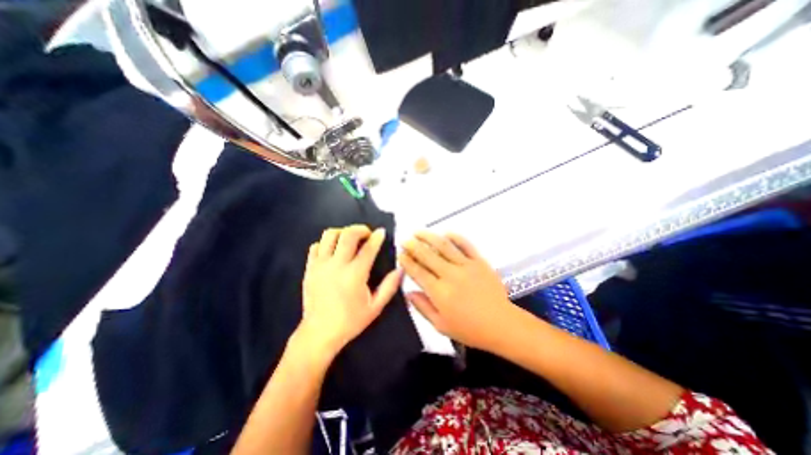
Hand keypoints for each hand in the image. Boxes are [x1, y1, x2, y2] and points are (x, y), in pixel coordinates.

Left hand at [297, 226, 401, 356]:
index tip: (381, 232)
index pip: (368, 248)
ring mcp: (320, 265)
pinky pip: (316, 246)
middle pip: (348, 234)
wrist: (319, 333)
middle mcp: (337, 265)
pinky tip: (333, 250)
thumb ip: (389, 287)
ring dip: (342, 232)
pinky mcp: (309, 268)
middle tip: (367, 234)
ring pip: (329, 235)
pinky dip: (326, 243)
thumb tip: (401, 269)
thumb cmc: (350, 321)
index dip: (377, 237)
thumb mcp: (375, 307)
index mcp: (355, 275)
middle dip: (360, 229)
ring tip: (350, 239)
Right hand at [400, 233, 519, 349]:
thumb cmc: (469, 329)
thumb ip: (422, 307)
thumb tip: (408, 292)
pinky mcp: (479, 262)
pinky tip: (446, 232)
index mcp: (439, 292)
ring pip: (444, 246)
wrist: (501, 324)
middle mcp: (450, 275)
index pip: (418, 272)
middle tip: (405, 240)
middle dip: (413, 246)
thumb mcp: (441, 325)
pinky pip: (466, 245)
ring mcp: (466, 266)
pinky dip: (455, 237)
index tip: (400, 254)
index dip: (407, 262)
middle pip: (427, 255)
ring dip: (429, 237)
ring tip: (419, 232)